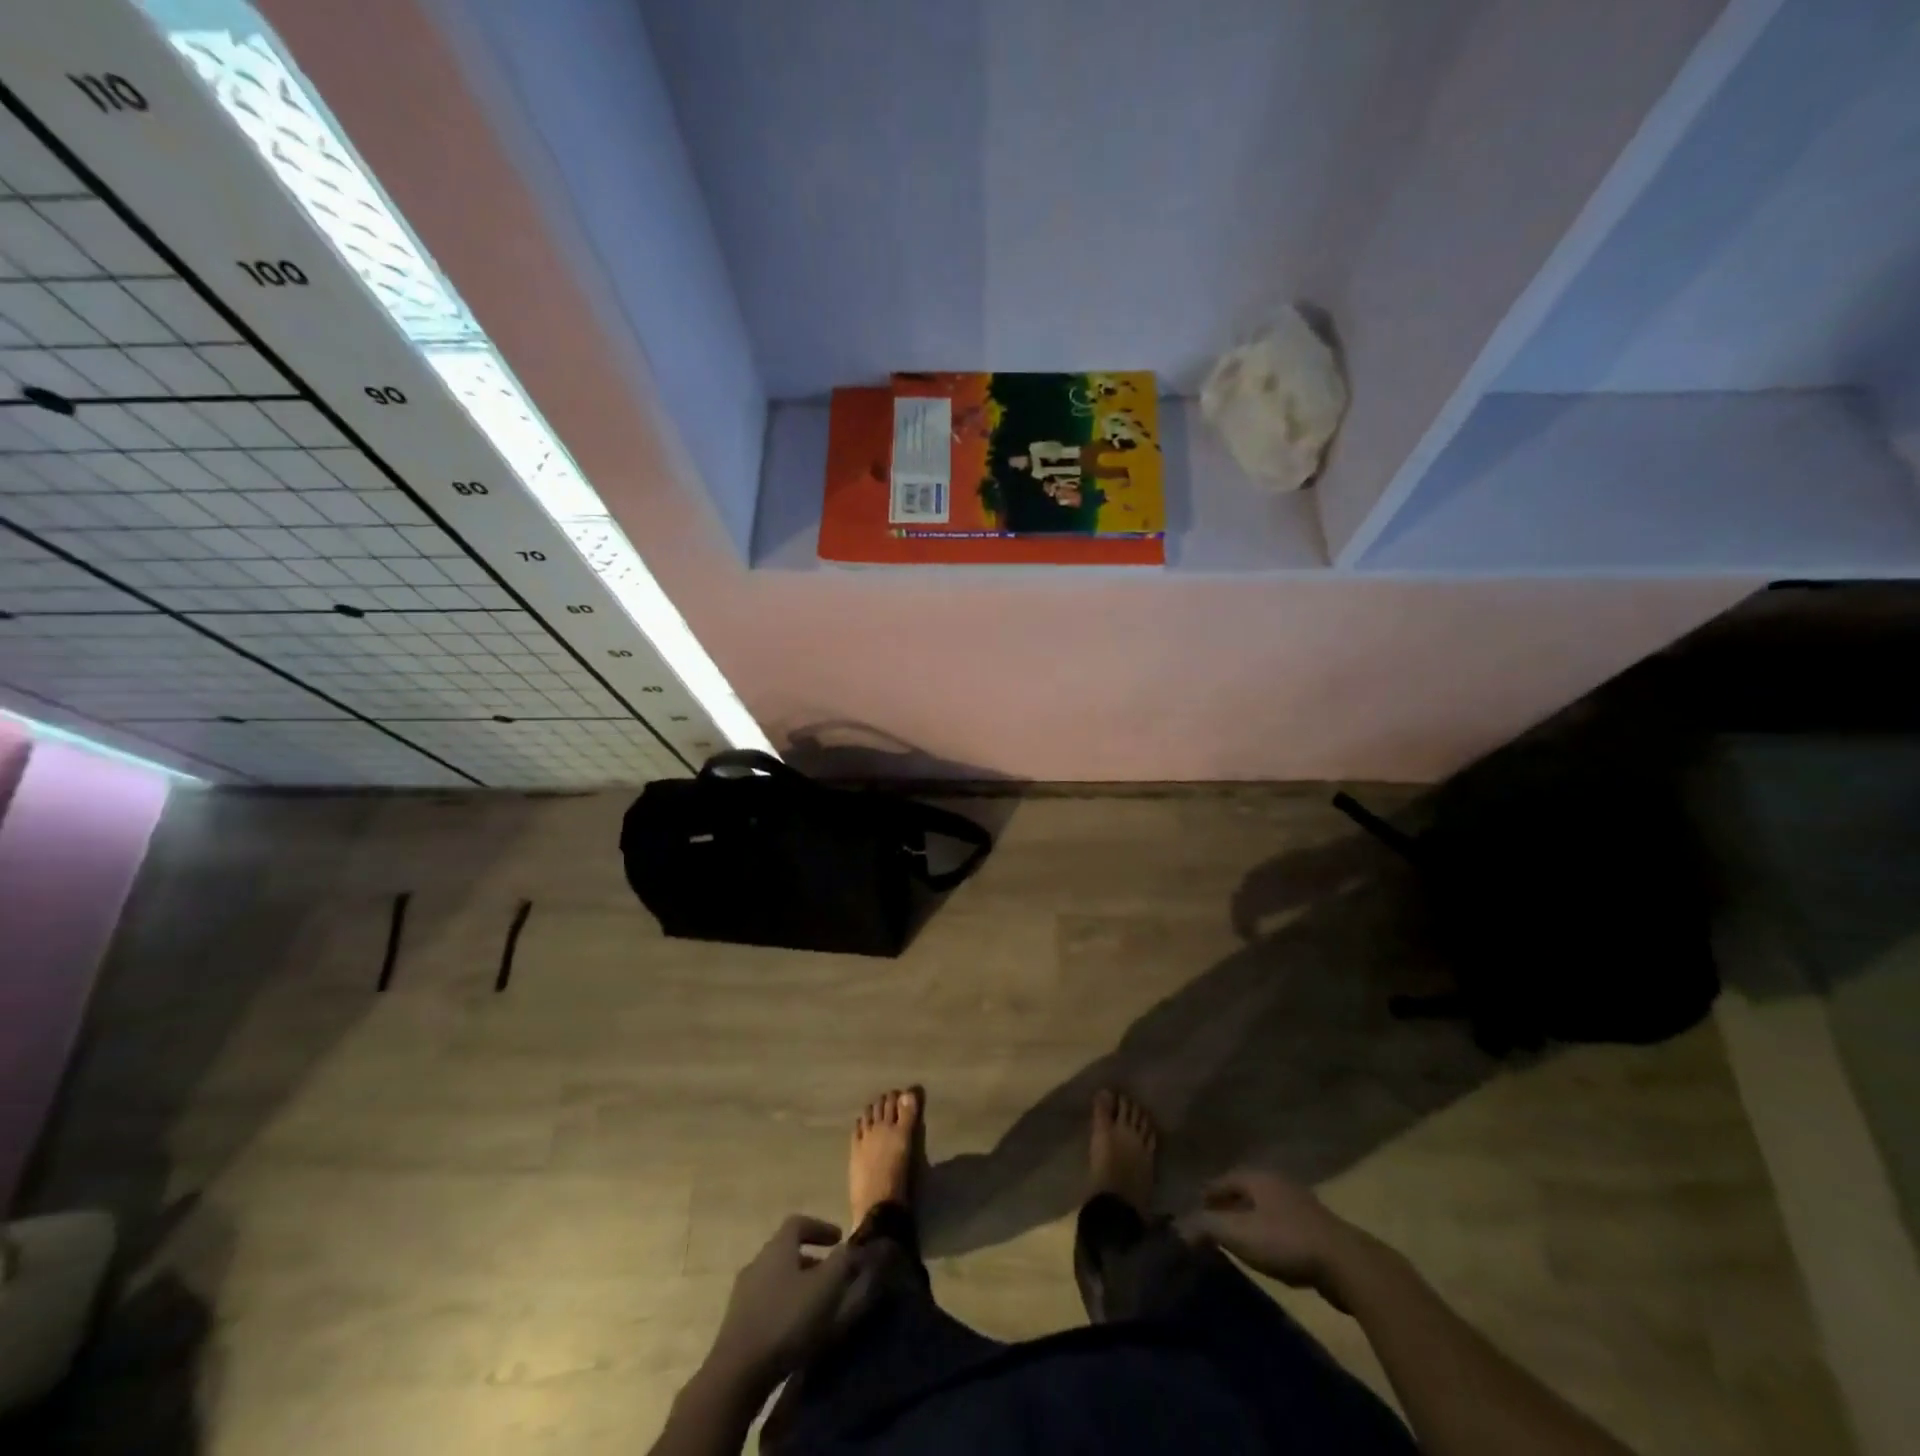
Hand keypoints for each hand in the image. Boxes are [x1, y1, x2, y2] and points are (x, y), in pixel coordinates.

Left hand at [705, 1215, 874, 1390]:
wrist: (736, 1376)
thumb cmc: (785, 1321)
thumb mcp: (825, 1288)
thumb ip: (842, 1262)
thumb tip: (852, 1246)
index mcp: (777, 1248)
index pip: (799, 1223)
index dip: (820, 1228)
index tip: (839, 1239)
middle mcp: (757, 1263)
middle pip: (787, 1252)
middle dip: (813, 1260)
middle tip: (833, 1275)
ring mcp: (743, 1294)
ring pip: (777, 1279)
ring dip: (799, 1286)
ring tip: (818, 1306)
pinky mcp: (737, 1324)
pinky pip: (767, 1303)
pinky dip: (786, 1307)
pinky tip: (797, 1330)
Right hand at [1177, 1170, 1366, 1307]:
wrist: (1348, 1265)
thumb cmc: (1286, 1241)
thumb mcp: (1239, 1234)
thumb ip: (1207, 1226)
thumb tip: (1177, 1225)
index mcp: (1258, 1177)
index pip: (1224, 1179)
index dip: (1209, 1192)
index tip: (1195, 1205)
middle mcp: (1278, 1183)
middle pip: (1246, 1190)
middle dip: (1229, 1202)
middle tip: (1213, 1219)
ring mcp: (1302, 1204)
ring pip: (1266, 1206)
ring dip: (1251, 1217)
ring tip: (1238, 1235)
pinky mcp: (1318, 1229)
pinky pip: (1283, 1223)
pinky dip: (1270, 1231)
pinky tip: (1269, 1249)